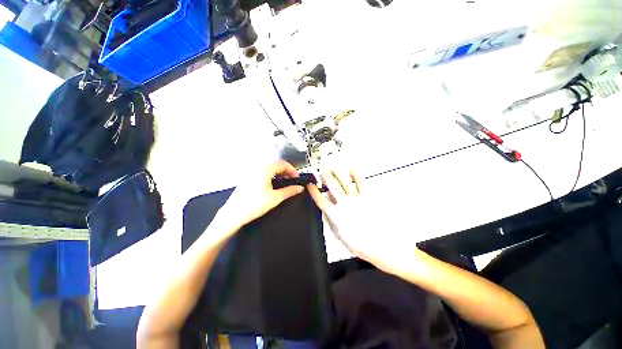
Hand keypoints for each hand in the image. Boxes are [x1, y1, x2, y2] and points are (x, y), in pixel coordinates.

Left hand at [221, 160, 304, 230]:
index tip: (297, 177)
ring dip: (279, 173)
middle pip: (276, 164)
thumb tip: (299, 188)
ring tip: (284, 183)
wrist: (234, 214)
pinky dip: (271, 175)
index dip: (292, 170)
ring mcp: (251, 173)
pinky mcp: (248, 178)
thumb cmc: (253, 205)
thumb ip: (290, 191)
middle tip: (292, 180)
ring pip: (269, 168)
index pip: (282, 163)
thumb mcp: (276, 198)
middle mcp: (257, 168)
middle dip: (286, 171)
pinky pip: (263, 172)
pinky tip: (273, 185)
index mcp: (265, 170)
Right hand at [308, 168, 416, 271]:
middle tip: (322, 170)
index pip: (321, 200)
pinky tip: (352, 170)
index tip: (310, 186)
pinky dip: (355, 175)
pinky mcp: (368, 197)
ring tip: (333, 168)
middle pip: (332, 186)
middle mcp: (345, 204)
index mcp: (336, 215)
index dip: (314, 192)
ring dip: (337, 173)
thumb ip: (331, 222)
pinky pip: (360, 182)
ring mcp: (357, 199)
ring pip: (344, 181)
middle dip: (325, 176)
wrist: (383, 245)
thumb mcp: (340, 237)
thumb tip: (326, 212)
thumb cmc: (362, 244)